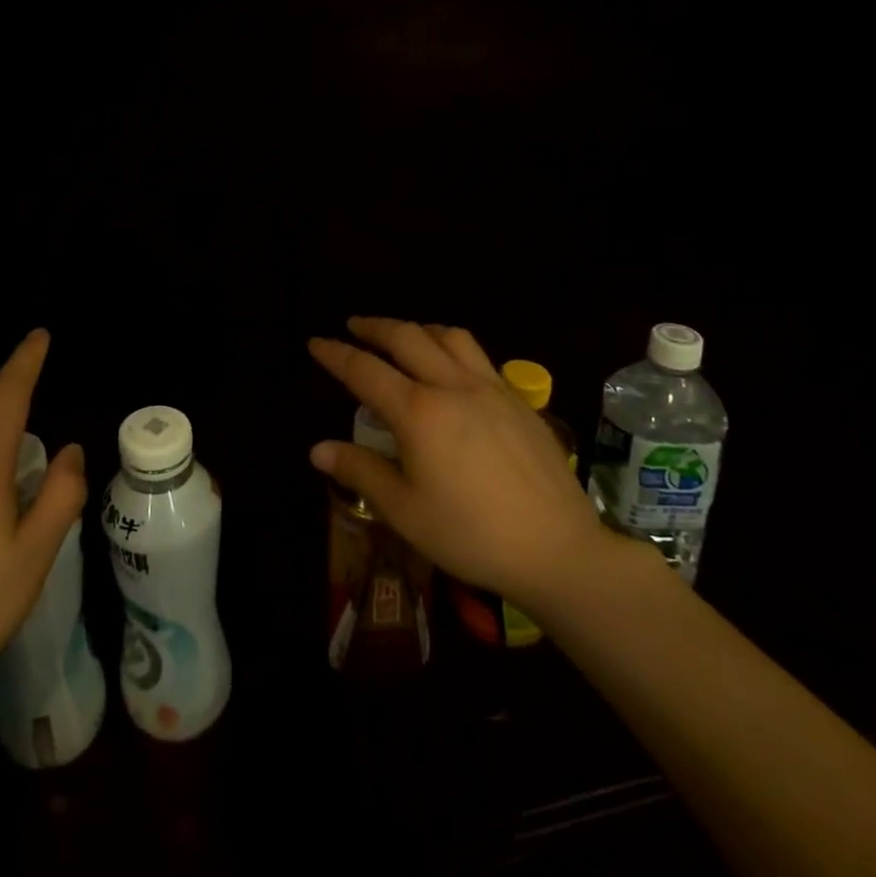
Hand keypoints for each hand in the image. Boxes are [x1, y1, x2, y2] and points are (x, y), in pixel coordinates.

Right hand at [308, 317, 622, 614]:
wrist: (559, 550)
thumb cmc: (472, 535)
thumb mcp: (405, 511)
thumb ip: (361, 471)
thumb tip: (318, 449)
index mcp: (419, 411)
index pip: (365, 370)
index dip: (335, 354)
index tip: (315, 343)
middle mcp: (452, 386)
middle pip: (407, 337)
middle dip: (375, 326)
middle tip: (354, 326)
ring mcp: (491, 389)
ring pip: (449, 336)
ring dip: (418, 328)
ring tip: (404, 337)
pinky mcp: (519, 401)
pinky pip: (479, 356)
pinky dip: (452, 347)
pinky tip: (453, 370)